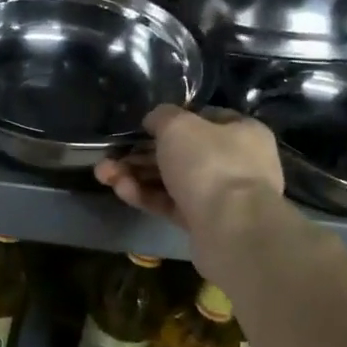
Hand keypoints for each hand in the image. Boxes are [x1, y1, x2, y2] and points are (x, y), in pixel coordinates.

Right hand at [94, 105, 281, 232]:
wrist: (232, 230)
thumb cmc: (210, 163)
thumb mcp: (178, 125)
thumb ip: (161, 117)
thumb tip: (154, 122)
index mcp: (243, 132)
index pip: (205, 118)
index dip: (173, 120)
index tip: (145, 126)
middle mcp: (237, 162)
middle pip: (182, 152)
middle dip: (142, 153)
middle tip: (111, 154)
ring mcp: (222, 196)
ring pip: (173, 180)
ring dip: (137, 175)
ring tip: (103, 173)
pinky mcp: (205, 223)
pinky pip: (172, 204)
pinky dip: (146, 196)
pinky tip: (120, 190)